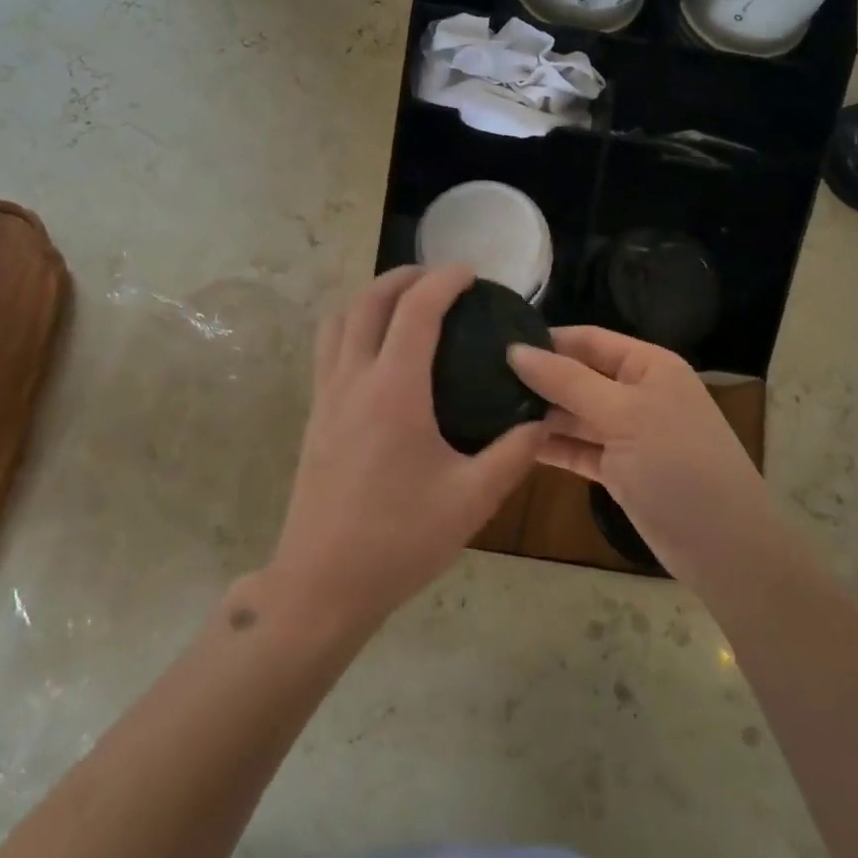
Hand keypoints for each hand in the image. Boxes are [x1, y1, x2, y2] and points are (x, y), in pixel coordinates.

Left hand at [266, 266, 544, 637]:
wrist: (323, 583)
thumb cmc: (400, 539)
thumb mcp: (472, 499)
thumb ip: (513, 453)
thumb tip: (543, 420)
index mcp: (393, 391)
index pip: (416, 310)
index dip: (444, 281)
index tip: (470, 274)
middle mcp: (353, 380)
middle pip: (368, 301)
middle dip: (404, 277)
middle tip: (439, 279)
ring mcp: (326, 397)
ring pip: (338, 321)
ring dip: (371, 298)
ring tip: (404, 305)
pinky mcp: (314, 417)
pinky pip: (328, 350)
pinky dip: (352, 327)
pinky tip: (378, 354)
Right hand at [508, 327, 780, 598]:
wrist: (724, 548)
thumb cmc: (678, 466)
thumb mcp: (623, 415)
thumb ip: (567, 381)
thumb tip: (514, 349)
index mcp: (647, 366)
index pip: (587, 340)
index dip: (545, 340)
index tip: (494, 345)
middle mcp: (636, 393)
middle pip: (577, 375)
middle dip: (537, 379)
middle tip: (479, 380)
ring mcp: (627, 433)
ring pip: (574, 414)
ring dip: (538, 414)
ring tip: (485, 409)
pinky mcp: (617, 469)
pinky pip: (576, 448)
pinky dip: (549, 446)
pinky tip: (510, 443)